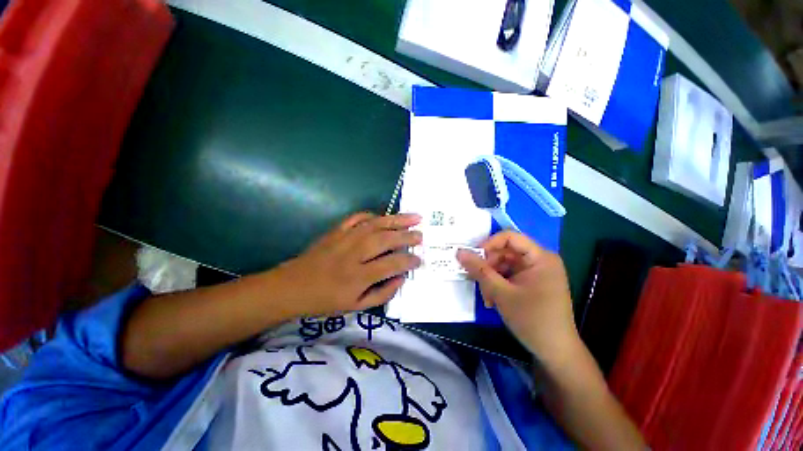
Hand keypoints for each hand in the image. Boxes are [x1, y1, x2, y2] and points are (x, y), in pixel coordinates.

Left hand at [273, 212, 421, 316]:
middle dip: (407, 236)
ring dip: (396, 220)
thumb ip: (383, 294)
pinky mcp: (336, 231)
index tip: (419, 260)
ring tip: (414, 217)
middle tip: (421, 235)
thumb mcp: (356, 307)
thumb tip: (402, 278)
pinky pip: (357, 217)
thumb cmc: (325, 301)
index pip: (391, 264)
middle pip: (385, 240)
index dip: (409, 261)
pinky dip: (372, 215)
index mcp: (358, 276)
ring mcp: (344, 239)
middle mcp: (353, 254)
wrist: (292, 287)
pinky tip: (383, 217)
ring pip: (375, 225)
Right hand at [457, 231, 578, 362]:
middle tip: (477, 282)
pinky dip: (498, 285)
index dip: (488, 244)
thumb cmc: (532, 320)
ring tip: (487, 298)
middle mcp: (540, 260)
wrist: (555, 352)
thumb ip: (479, 270)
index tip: (473, 258)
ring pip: (504, 265)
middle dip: (488, 267)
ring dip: (491, 278)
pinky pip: (509, 275)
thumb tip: (459, 252)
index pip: (510, 237)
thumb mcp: (501, 293)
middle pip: (505, 252)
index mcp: (540, 257)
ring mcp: (536, 272)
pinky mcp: (531, 282)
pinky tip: (493, 300)